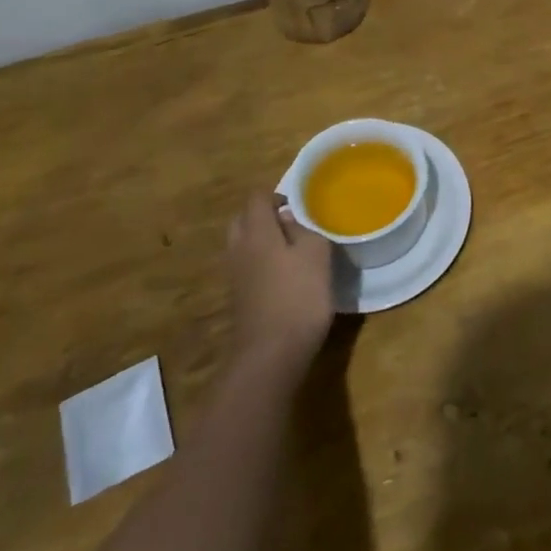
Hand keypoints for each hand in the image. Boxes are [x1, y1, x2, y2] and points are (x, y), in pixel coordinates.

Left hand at [225, 191, 332, 375]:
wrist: (271, 355)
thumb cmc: (298, 296)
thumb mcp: (316, 254)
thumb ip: (303, 229)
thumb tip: (288, 219)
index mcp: (256, 232)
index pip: (256, 198)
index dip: (276, 195)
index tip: (298, 204)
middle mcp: (238, 249)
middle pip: (243, 220)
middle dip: (263, 216)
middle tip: (292, 223)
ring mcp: (234, 276)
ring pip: (243, 244)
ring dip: (262, 240)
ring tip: (291, 248)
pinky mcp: (238, 298)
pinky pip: (246, 267)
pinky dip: (261, 263)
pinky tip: (284, 276)